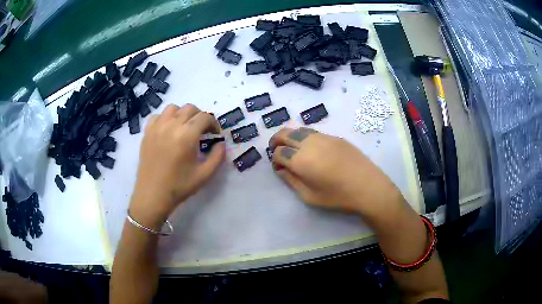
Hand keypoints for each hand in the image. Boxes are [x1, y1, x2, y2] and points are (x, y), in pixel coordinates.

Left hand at [130, 104, 224, 228]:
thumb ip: (218, 156)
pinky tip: (168, 130)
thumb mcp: (205, 175)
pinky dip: (166, 118)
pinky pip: (158, 115)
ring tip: (184, 128)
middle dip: (200, 117)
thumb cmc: (179, 186)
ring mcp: (157, 127)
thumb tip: (221, 143)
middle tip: (202, 131)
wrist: (153, 195)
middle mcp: (171, 126)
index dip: (213, 123)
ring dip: (182, 114)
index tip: (214, 134)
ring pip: (173, 108)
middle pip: (190, 108)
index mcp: (186, 136)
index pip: (204, 117)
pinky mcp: (147, 132)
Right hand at [270, 127, 403, 218]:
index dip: (275, 160)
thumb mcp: (309, 196)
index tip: (279, 168)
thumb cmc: (338, 196)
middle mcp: (309, 143)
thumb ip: (291, 181)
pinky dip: (305, 137)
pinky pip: (314, 133)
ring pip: (299, 130)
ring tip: (293, 148)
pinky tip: (312, 149)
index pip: (279, 153)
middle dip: (276, 141)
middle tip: (276, 150)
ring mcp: (323, 137)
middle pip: (285, 134)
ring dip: (291, 137)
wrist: (368, 187)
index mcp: (300, 160)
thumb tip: (281, 169)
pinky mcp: (335, 137)